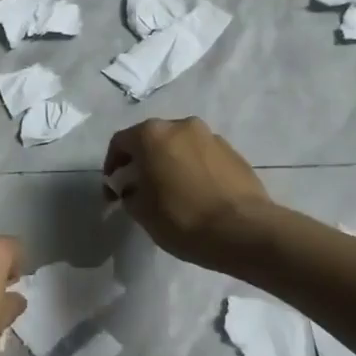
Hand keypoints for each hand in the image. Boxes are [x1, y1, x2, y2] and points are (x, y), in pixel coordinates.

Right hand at [104, 117, 271, 272]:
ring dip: (170, 163)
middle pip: (152, 140)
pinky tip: (197, 194)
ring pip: (180, 146)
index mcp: (152, 134)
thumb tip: (133, 188)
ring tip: (171, 192)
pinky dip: (193, 169)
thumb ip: (129, 193)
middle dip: (142, 162)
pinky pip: (202, 157)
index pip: (120, 143)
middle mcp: (181, 125)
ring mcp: (210, 136)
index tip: (113, 192)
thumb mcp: (141, 212)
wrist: (244, 230)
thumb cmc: (182, 218)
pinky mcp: (233, 152)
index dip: (112, 167)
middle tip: (140, 189)